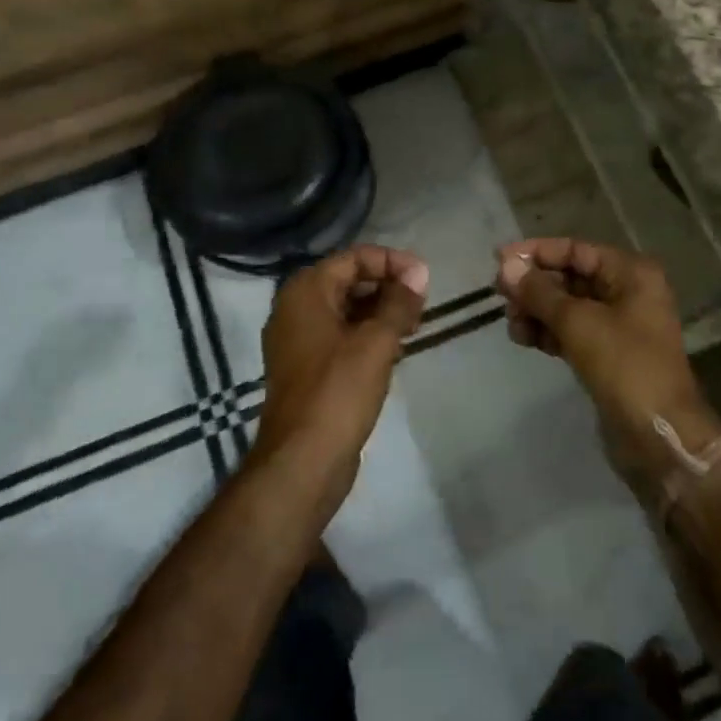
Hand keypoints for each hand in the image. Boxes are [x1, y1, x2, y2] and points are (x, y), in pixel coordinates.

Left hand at [251, 245, 428, 499]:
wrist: (302, 463)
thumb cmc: (338, 392)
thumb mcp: (376, 342)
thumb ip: (399, 303)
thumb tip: (419, 272)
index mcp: (305, 292)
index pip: (353, 258)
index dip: (392, 262)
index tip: (424, 279)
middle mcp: (295, 308)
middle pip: (348, 280)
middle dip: (387, 286)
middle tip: (422, 304)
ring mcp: (298, 341)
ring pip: (346, 310)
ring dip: (380, 312)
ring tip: (415, 326)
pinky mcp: (307, 368)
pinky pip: (340, 336)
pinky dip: (367, 335)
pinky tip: (395, 350)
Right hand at [495, 238, 720, 486]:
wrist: (660, 434)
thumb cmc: (624, 365)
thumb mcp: (578, 322)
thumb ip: (539, 292)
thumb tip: (506, 267)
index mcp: (630, 273)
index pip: (576, 249)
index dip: (536, 252)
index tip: (499, 260)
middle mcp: (627, 292)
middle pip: (570, 276)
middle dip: (535, 286)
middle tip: (500, 296)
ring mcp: (618, 325)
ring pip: (568, 306)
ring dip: (537, 311)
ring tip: (512, 325)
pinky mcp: (608, 354)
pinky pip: (572, 331)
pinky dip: (548, 332)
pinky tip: (524, 339)